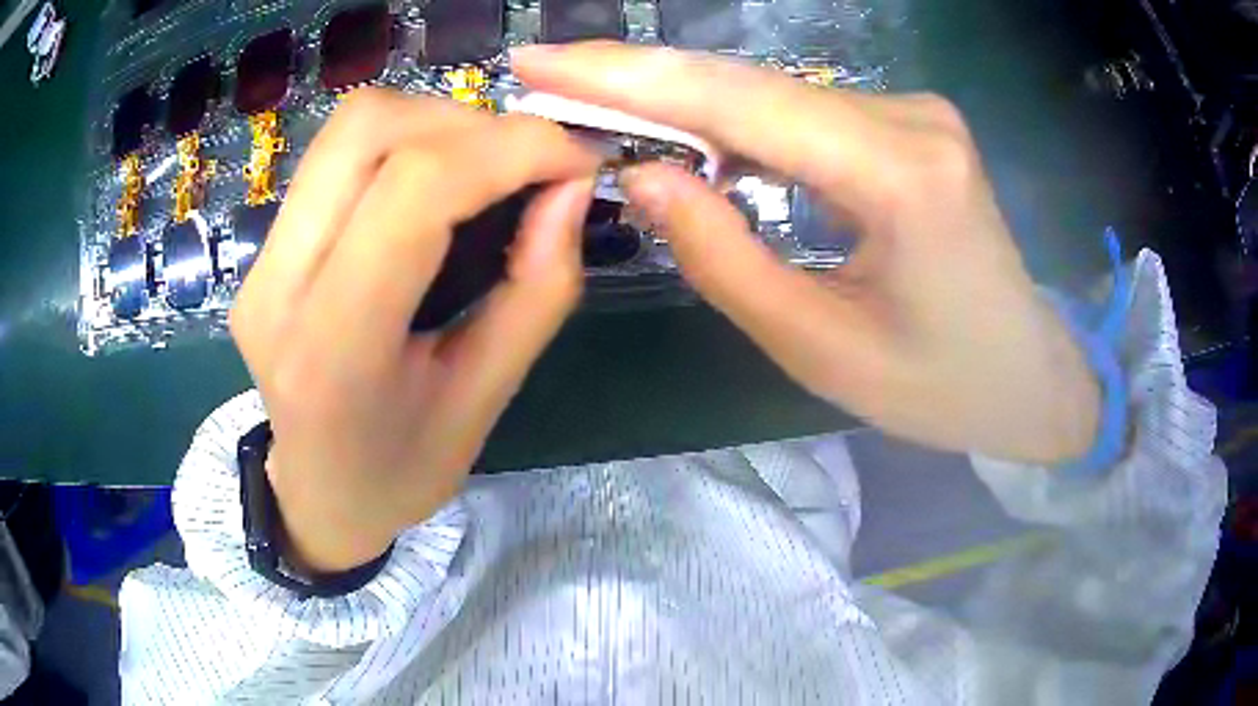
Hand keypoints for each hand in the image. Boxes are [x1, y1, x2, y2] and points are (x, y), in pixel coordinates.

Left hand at [230, 89, 598, 571]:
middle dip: (470, 123)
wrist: (318, 493)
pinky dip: (407, 142)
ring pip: (350, 126)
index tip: (577, 160)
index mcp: (334, 349)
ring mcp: (261, 260)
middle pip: (368, 128)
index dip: (510, 149)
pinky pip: (338, 153)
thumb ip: (538, 290)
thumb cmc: (402, 471)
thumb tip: (572, 186)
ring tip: (488, 169)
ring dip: (437, 124)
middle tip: (529, 163)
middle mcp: (278, 285)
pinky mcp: (265, 247)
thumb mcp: (486, 401)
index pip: (414, 190)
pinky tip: (440, 183)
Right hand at [513, 43, 1099, 464]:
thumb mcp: (821, 348)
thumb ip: (724, 257)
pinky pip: (804, 113)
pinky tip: (689, 138)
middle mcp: (911, 120)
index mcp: (903, 177)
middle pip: (753, 85)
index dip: (632, 76)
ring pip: (774, 96)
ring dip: (685, 104)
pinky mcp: (911, 126)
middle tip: (548, 72)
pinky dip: (737, 123)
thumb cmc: (940, 387)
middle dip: (642, 79)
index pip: (743, 101)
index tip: (543, 61)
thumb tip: (642, 176)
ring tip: (598, 110)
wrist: (1029, 377)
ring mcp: (916, 114)